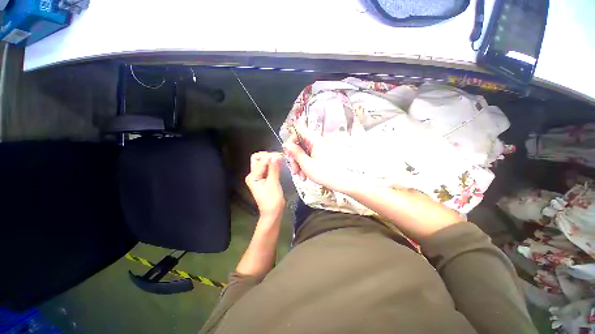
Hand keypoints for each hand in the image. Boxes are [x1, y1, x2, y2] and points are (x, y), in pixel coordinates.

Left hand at [245, 152, 284, 218]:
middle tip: (279, 158)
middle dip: (268, 156)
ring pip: (263, 162)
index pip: (260, 161)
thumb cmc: (272, 200)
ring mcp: (258, 177)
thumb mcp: (273, 183)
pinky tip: (279, 165)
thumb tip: (275, 156)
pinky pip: (267, 168)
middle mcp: (253, 175)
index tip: (281, 156)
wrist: (273, 212)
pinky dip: (272, 165)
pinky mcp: (263, 178)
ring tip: (280, 161)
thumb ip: (274, 169)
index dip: (270, 157)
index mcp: (252, 176)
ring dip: (271, 160)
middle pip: (257, 159)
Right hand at [282, 133, 353, 192]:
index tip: (288, 152)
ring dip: (298, 163)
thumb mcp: (306, 164)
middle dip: (294, 157)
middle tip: (293, 169)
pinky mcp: (320, 154)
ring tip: (300, 175)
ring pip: (303, 151)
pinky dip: (304, 165)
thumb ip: (295, 153)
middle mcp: (317, 141)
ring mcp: (319, 148)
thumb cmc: (325, 173)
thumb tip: (286, 145)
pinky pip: (308, 156)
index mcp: (314, 140)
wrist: (341, 182)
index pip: (298, 130)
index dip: (291, 140)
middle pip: (299, 143)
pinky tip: (304, 175)